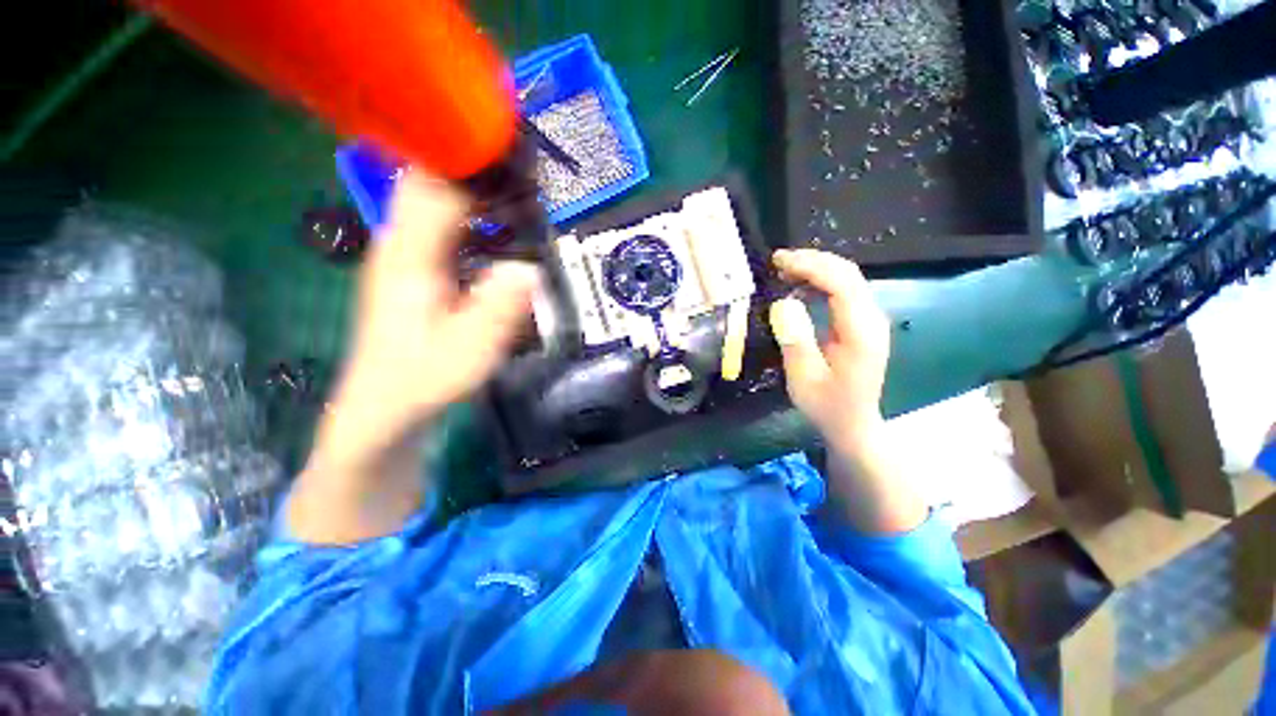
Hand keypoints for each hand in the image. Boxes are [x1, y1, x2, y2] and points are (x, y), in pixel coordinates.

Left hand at [327, 173, 540, 456]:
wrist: (386, 412)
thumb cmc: (423, 382)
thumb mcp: (469, 350)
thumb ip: (499, 307)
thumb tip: (530, 268)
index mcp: (409, 255)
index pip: (435, 184)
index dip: (473, 161)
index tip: (515, 150)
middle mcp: (402, 243)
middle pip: (433, 182)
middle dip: (477, 167)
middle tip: (526, 169)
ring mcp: (408, 256)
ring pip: (438, 201)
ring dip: (476, 190)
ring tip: (520, 190)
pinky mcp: (419, 272)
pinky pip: (446, 227)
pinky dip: (474, 217)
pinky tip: (501, 228)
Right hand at [768, 249, 890, 453]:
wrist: (853, 423)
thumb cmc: (827, 405)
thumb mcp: (804, 379)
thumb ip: (796, 341)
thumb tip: (783, 304)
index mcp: (861, 333)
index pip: (842, 284)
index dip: (811, 267)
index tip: (779, 263)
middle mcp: (872, 319)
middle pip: (848, 274)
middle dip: (813, 261)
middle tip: (777, 261)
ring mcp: (870, 319)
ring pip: (847, 278)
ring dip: (816, 268)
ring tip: (783, 270)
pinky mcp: (861, 322)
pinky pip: (843, 291)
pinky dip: (820, 281)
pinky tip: (799, 286)